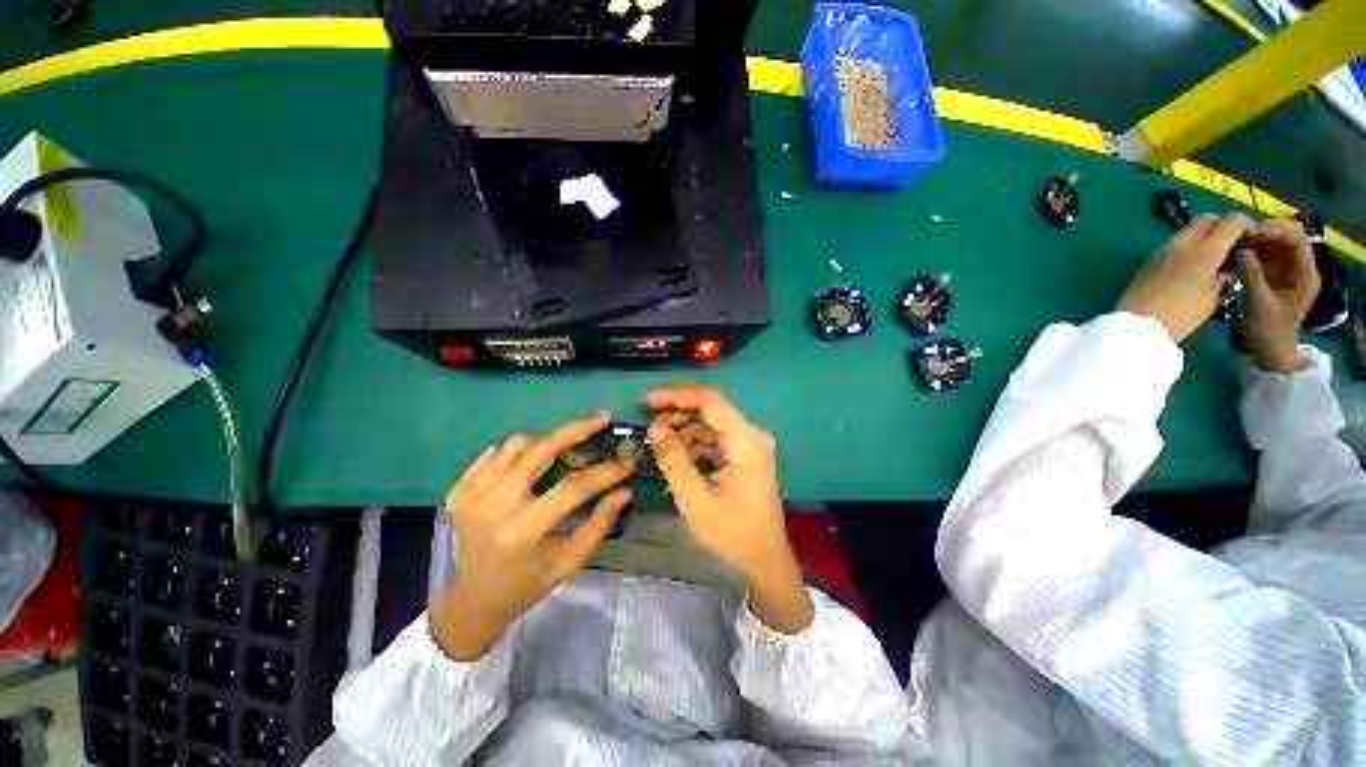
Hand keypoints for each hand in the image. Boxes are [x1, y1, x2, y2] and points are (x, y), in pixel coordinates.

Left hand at [430, 412, 633, 659]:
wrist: (473, 598)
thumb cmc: (527, 584)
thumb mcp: (569, 561)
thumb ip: (599, 524)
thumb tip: (625, 491)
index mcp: (522, 532)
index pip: (572, 488)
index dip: (604, 472)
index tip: (627, 462)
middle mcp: (493, 506)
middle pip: (541, 449)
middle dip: (577, 429)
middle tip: (602, 417)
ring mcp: (471, 493)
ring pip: (519, 443)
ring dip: (550, 442)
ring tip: (567, 456)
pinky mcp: (460, 487)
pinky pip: (498, 450)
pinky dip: (522, 450)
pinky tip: (535, 464)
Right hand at [646, 385, 813, 632]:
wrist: (764, 562)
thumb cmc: (732, 534)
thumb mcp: (695, 499)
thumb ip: (673, 459)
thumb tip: (654, 428)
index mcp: (746, 441)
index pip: (710, 401)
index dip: (677, 395)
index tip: (647, 400)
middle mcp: (751, 435)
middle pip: (710, 409)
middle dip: (677, 412)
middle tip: (648, 424)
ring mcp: (749, 445)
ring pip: (711, 423)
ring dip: (683, 428)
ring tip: (656, 440)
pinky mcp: (744, 455)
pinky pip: (715, 439)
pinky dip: (693, 442)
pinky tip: (674, 452)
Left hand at [1118, 213, 1251, 342]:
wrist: (1136, 324)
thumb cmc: (1180, 315)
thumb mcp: (1211, 300)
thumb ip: (1220, 280)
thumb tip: (1222, 272)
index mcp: (1206, 250)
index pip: (1232, 221)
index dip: (1246, 224)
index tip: (1251, 237)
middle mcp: (1184, 243)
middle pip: (1207, 219)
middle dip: (1221, 226)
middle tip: (1228, 246)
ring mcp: (1162, 250)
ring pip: (1188, 230)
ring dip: (1201, 237)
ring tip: (1208, 258)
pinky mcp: (1148, 260)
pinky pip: (1172, 245)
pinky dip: (1185, 248)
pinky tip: (1188, 267)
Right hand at [1238, 219, 1318, 373]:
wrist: (1269, 349)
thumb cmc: (1268, 330)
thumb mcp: (1259, 304)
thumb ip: (1252, 275)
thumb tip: (1240, 250)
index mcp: (1305, 273)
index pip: (1296, 238)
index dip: (1274, 230)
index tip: (1249, 233)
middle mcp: (1299, 266)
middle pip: (1287, 235)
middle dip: (1265, 231)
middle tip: (1239, 235)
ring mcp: (1286, 268)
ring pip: (1275, 241)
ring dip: (1256, 239)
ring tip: (1235, 242)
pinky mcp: (1273, 272)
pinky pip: (1265, 252)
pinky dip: (1252, 248)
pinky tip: (1237, 251)